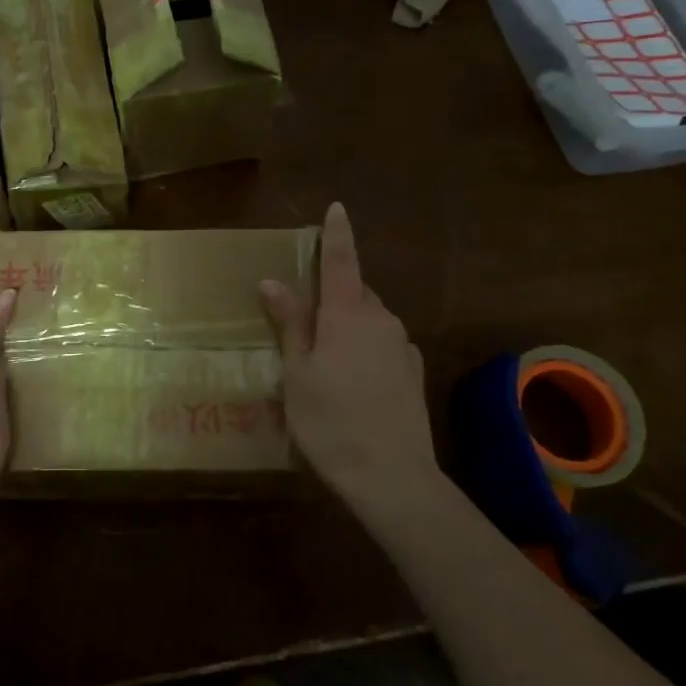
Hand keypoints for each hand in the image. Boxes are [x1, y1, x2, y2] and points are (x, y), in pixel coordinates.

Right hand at [260, 203, 439, 523]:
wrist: (392, 477)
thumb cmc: (331, 420)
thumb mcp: (297, 372)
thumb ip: (290, 323)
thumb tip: (272, 281)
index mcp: (348, 313)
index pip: (341, 261)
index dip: (337, 234)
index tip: (337, 208)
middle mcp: (381, 319)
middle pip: (354, 292)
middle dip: (332, 294)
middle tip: (304, 320)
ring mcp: (402, 346)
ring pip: (369, 319)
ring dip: (348, 324)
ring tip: (323, 359)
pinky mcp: (413, 371)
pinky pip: (383, 343)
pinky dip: (365, 347)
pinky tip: (352, 380)